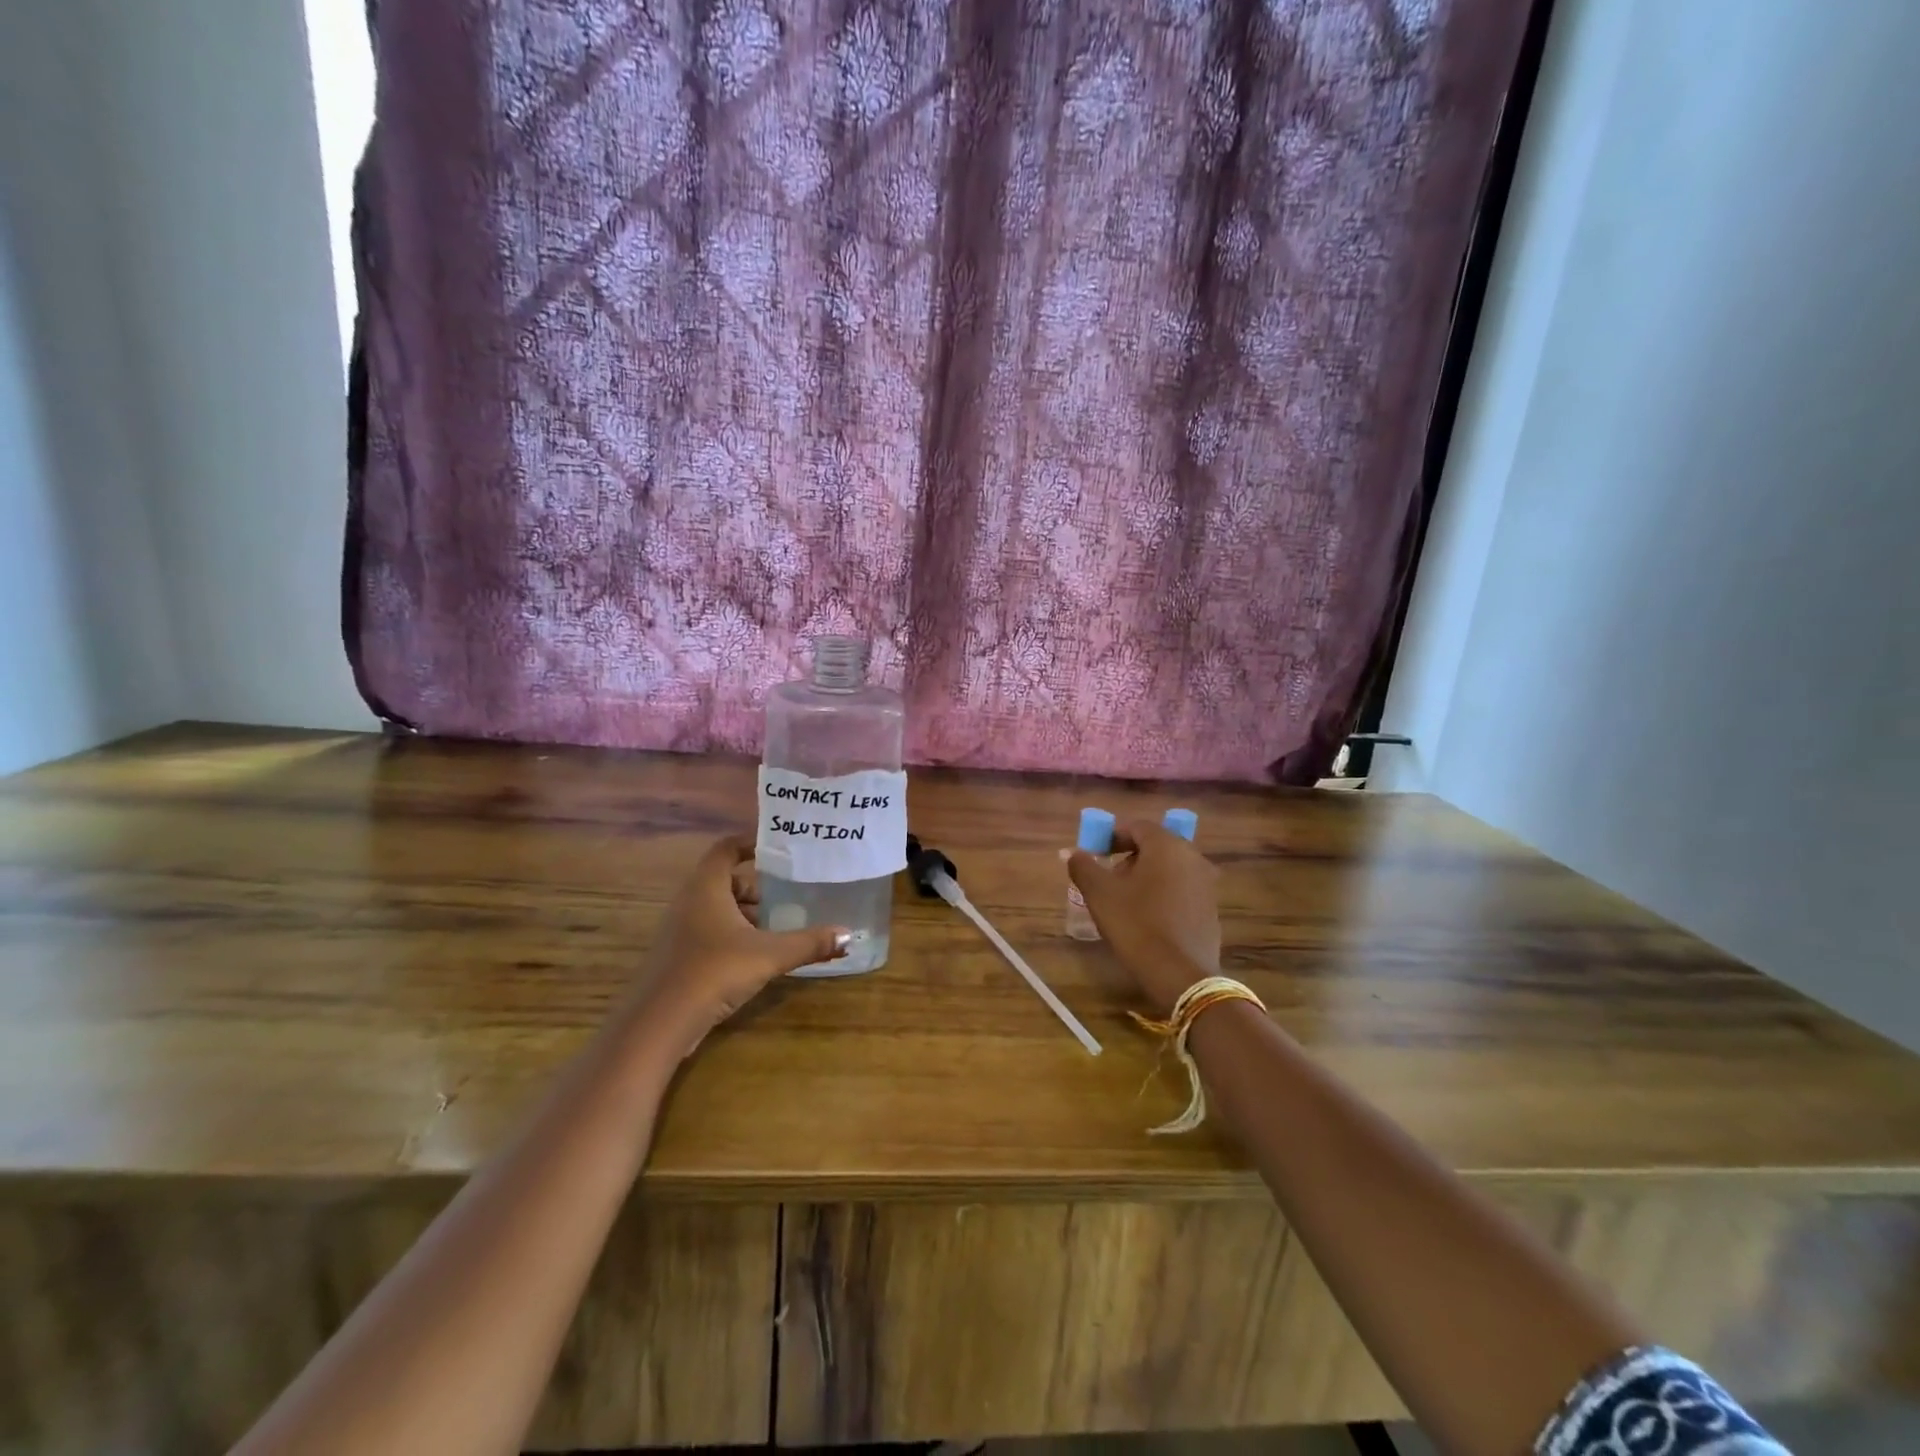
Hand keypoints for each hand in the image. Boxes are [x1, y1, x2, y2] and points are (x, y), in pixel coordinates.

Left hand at [636, 835, 846, 1046]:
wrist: (659, 1024)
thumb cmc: (714, 971)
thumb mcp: (769, 955)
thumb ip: (809, 943)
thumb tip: (849, 935)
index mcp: (706, 887)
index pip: (726, 848)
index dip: (751, 844)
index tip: (780, 851)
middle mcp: (689, 902)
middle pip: (725, 880)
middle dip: (757, 887)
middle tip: (789, 895)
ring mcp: (679, 930)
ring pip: (717, 909)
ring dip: (746, 914)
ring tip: (779, 927)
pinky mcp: (678, 957)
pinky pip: (709, 932)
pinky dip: (733, 935)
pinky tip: (756, 956)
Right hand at [1068, 819, 1221, 1014]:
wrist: (1180, 974)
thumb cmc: (1136, 924)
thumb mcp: (1099, 893)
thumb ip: (1083, 866)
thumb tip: (1073, 853)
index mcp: (1167, 845)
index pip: (1137, 827)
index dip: (1112, 836)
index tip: (1095, 854)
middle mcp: (1192, 857)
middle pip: (1155, 846)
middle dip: (1129, 857)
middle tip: (1108, 878)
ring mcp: (1206, 883)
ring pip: (1170, 868)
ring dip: (1146, 876)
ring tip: (1125, 900)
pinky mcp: (1211, 909)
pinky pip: (1182, 889)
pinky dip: (1163, 894)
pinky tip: (1148, 918)